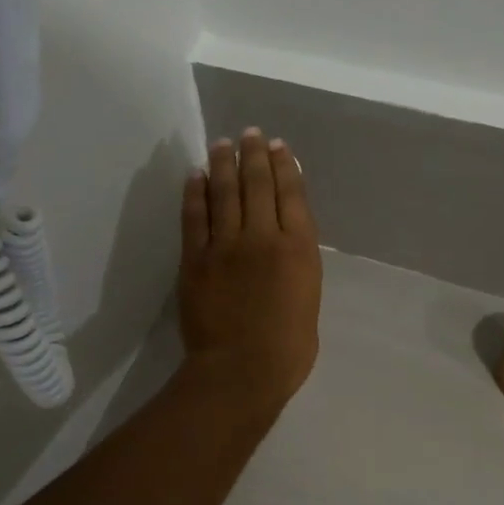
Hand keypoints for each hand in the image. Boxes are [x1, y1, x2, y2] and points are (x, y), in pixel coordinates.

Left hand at [179, 128, 322, 412]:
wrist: (241, 370)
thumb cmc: (288, 347)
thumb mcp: (309, 298)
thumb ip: (298, 262)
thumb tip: (286, 240)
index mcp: (298, 248)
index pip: (291, 194)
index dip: (284, 166)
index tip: (277, 147)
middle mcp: (263, 236)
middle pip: (257, 184)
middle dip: (254, 154)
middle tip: (250, 134)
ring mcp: (226, 245)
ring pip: (224, 192)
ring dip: (223, 163)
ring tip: (223, 143)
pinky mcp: (195, 258)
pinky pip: (194, 216)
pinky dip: (195, 192)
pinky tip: (195, 174)